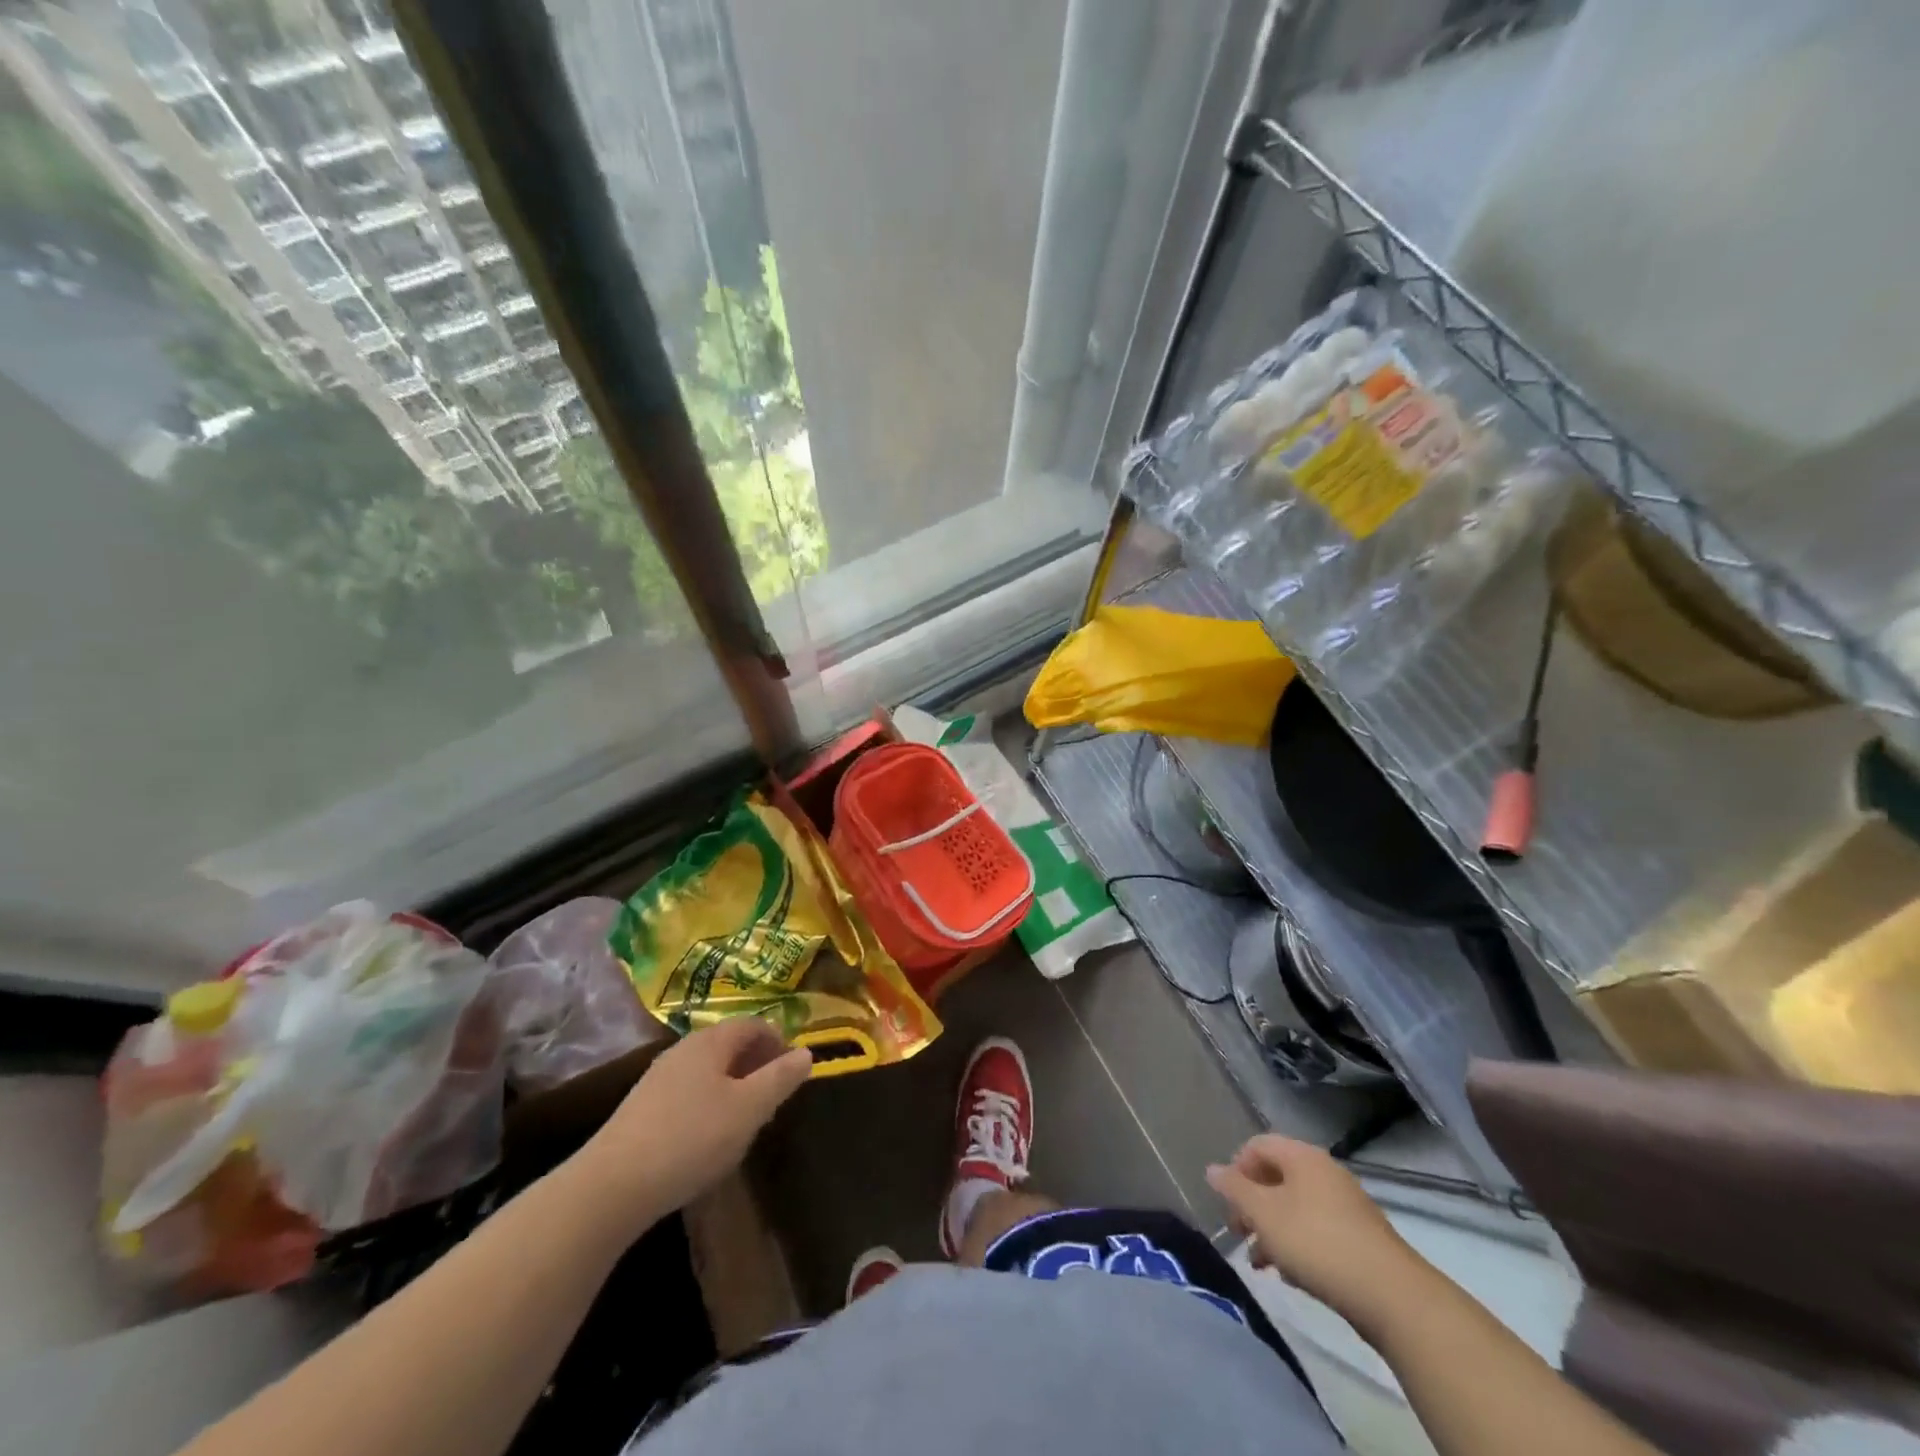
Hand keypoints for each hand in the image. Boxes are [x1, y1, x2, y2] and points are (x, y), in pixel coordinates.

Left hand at [576, 1018, 811, 1231]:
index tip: (794, 1070)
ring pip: (708, 1070)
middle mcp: (683, 1049)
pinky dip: (709, 1103)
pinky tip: (709, 1137)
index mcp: (711, 1041)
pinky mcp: (641, 1108)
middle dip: (756, 1064)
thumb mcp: (749, 1109)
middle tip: (774, 1096)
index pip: (753, 1025)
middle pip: (729, 1045)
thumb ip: (780, 1079)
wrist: (611, 1186)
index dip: (778, 1041)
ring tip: (746, 1118)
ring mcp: (658, 1078)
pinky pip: (688, 1092)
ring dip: (733, 1085)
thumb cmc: (691, 1138)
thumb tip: (807, 1052)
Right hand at [1207, 1135, 1431, 1339]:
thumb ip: (1234, 1189)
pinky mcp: (1360, 1238)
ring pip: (1295, 1207)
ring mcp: (1346, 1204)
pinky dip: (1297, 1244)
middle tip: (1239, 1234)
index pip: (1257, 1145)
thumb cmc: (1317, 1243)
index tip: (1228, 1203)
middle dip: (1252, 1204)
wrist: (1392, 1296)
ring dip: (1272, 1229)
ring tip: (1261, 1263)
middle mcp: (1324, 1171)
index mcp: (1302, 1156)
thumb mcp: (1264, 1214)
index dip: (1236, 1169)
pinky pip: (1316, 1229)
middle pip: (1276, 1177)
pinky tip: (1292, 1274)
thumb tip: (1212, 1169)